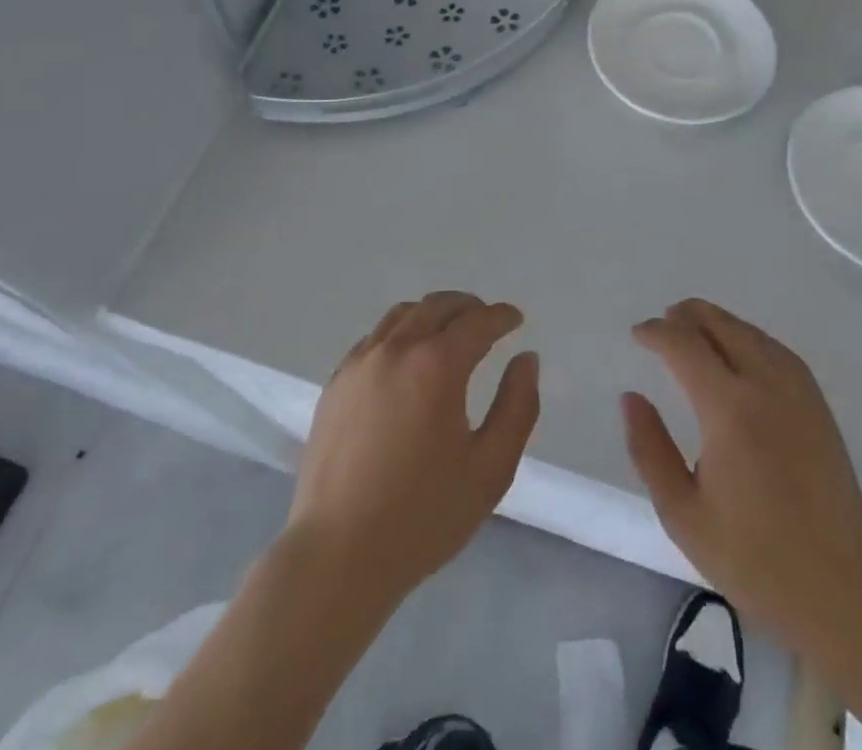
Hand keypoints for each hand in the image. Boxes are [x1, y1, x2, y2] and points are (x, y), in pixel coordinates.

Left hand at [286, 291, 539, 602]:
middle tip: (486, 320)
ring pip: (402, 315)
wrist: (337, 555)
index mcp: (436, 365)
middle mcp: (396, 350)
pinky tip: (406, 359)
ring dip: (432, 314)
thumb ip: (517, 407)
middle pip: (437, 306)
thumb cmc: (423, 516)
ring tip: (448, 332)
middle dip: (468, 307)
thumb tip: (526, 359)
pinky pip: (374, 339)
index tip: (516, 320)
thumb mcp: (490, 469)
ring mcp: (360, 363)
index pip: (477, 322)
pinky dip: (399, 333)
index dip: (501, 317)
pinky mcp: (335, 383)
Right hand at [622, 299, 861, 658]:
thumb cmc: (753, 558)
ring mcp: (798, 393)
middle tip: (664, 320)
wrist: (840, 590)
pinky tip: (742, 348)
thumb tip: (631, 398)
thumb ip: (649, 449)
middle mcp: (765, 386)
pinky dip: (751, 336)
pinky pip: (779, 351)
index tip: (638, 334)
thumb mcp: (682, 513)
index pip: (685, 346)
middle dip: (689, 316)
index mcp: (728, 410)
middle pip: (722, 327)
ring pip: (752, 334)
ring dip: (720, 322)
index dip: (657, 333)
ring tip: (696, 325)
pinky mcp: (818, 406)